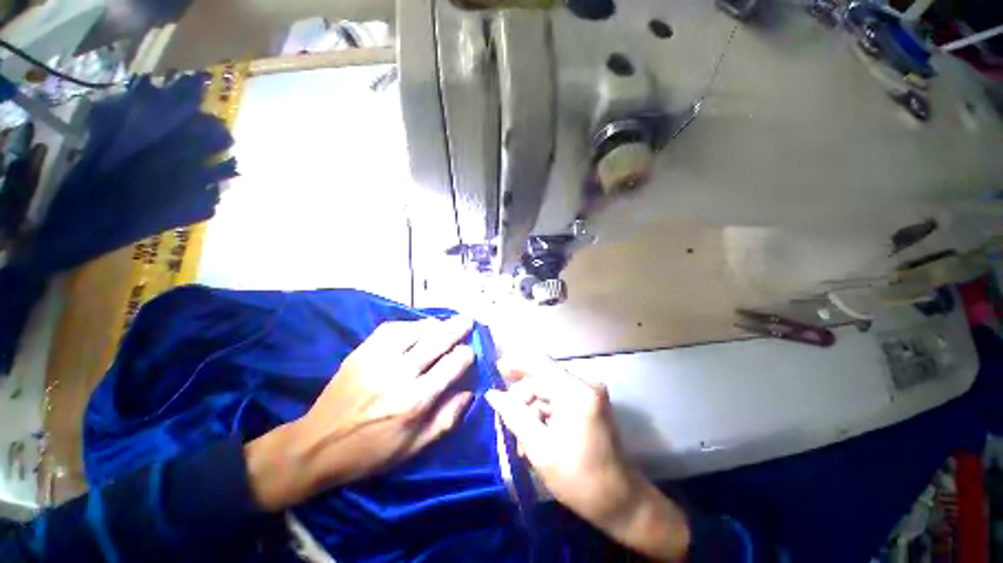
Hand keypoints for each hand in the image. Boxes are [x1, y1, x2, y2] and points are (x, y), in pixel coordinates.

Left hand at [246, 317, 474, 510]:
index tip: (470, 352)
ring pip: (416, 329)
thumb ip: (447, 419)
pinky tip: (417, 327)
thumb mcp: (415, 447)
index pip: (452, 365)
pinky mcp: (362, 352)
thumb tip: (469, 391)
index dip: (466, 354)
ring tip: (445, 323)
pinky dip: (410, 324)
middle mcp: (400, 374)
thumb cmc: (371, 452)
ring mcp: (378, 359)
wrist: (317, 446)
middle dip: (458, 328)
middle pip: (438, 340)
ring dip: (436, 324)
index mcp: (415, 400)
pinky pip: (392, 328)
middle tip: (468, 320)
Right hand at [485, 356, 689, 560]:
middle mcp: (585, 384)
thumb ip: (514, 415)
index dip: (515, 363)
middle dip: (522, 399)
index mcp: (576, 392)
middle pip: (542, 378)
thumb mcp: (539, 448)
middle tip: (506, 422)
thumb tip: (492, 394)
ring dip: (531, 410)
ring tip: (521, 440)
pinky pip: (558, 398)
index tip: (495, 371)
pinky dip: (543, 413)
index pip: (540, 363)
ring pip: (548, 389)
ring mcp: (589, 392)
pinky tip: (535, 436)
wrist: (620, 501)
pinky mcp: (589, 402)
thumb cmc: (579, 479)